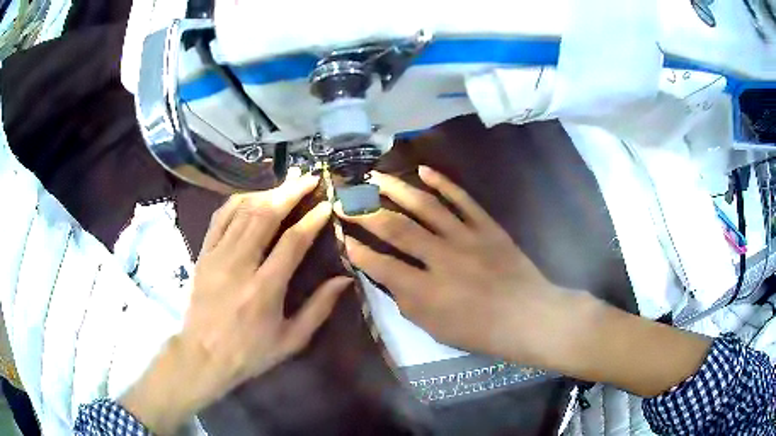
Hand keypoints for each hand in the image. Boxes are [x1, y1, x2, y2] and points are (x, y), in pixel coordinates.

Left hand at [120, 174, 350, 433]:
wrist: (203, 355)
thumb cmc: (250, 352)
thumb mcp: (291, 340)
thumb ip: (319, 308)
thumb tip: (344, 279)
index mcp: (265, 289)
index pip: (292, 242)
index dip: (312, 219)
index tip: (326, 204)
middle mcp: (239, 265)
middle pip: (265, 215)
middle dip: (290, 192)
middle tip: (309, 178)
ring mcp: (217, 256)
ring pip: (242, 210)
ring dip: (267, 192)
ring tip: (285, 184)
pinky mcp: (203, 254)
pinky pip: (220, 217)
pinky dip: (237, 201)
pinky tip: (252, 196)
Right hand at [336, 166, 570, 364]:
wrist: (527, 316)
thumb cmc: (479, 331)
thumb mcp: (434, 328)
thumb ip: (406, 301)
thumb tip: (386, 276)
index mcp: (426, 291)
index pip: (381, 264)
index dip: (356, 249)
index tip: (341, 236)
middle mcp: (442, 258)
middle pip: (396, 228)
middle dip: (364, 212)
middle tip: (345, 199)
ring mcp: (466, 238)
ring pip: (425, 206)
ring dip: (397, 189)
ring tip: (375, 176)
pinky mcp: (487, 227)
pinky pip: (463, 199)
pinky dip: (443, 183)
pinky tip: (423, 170)